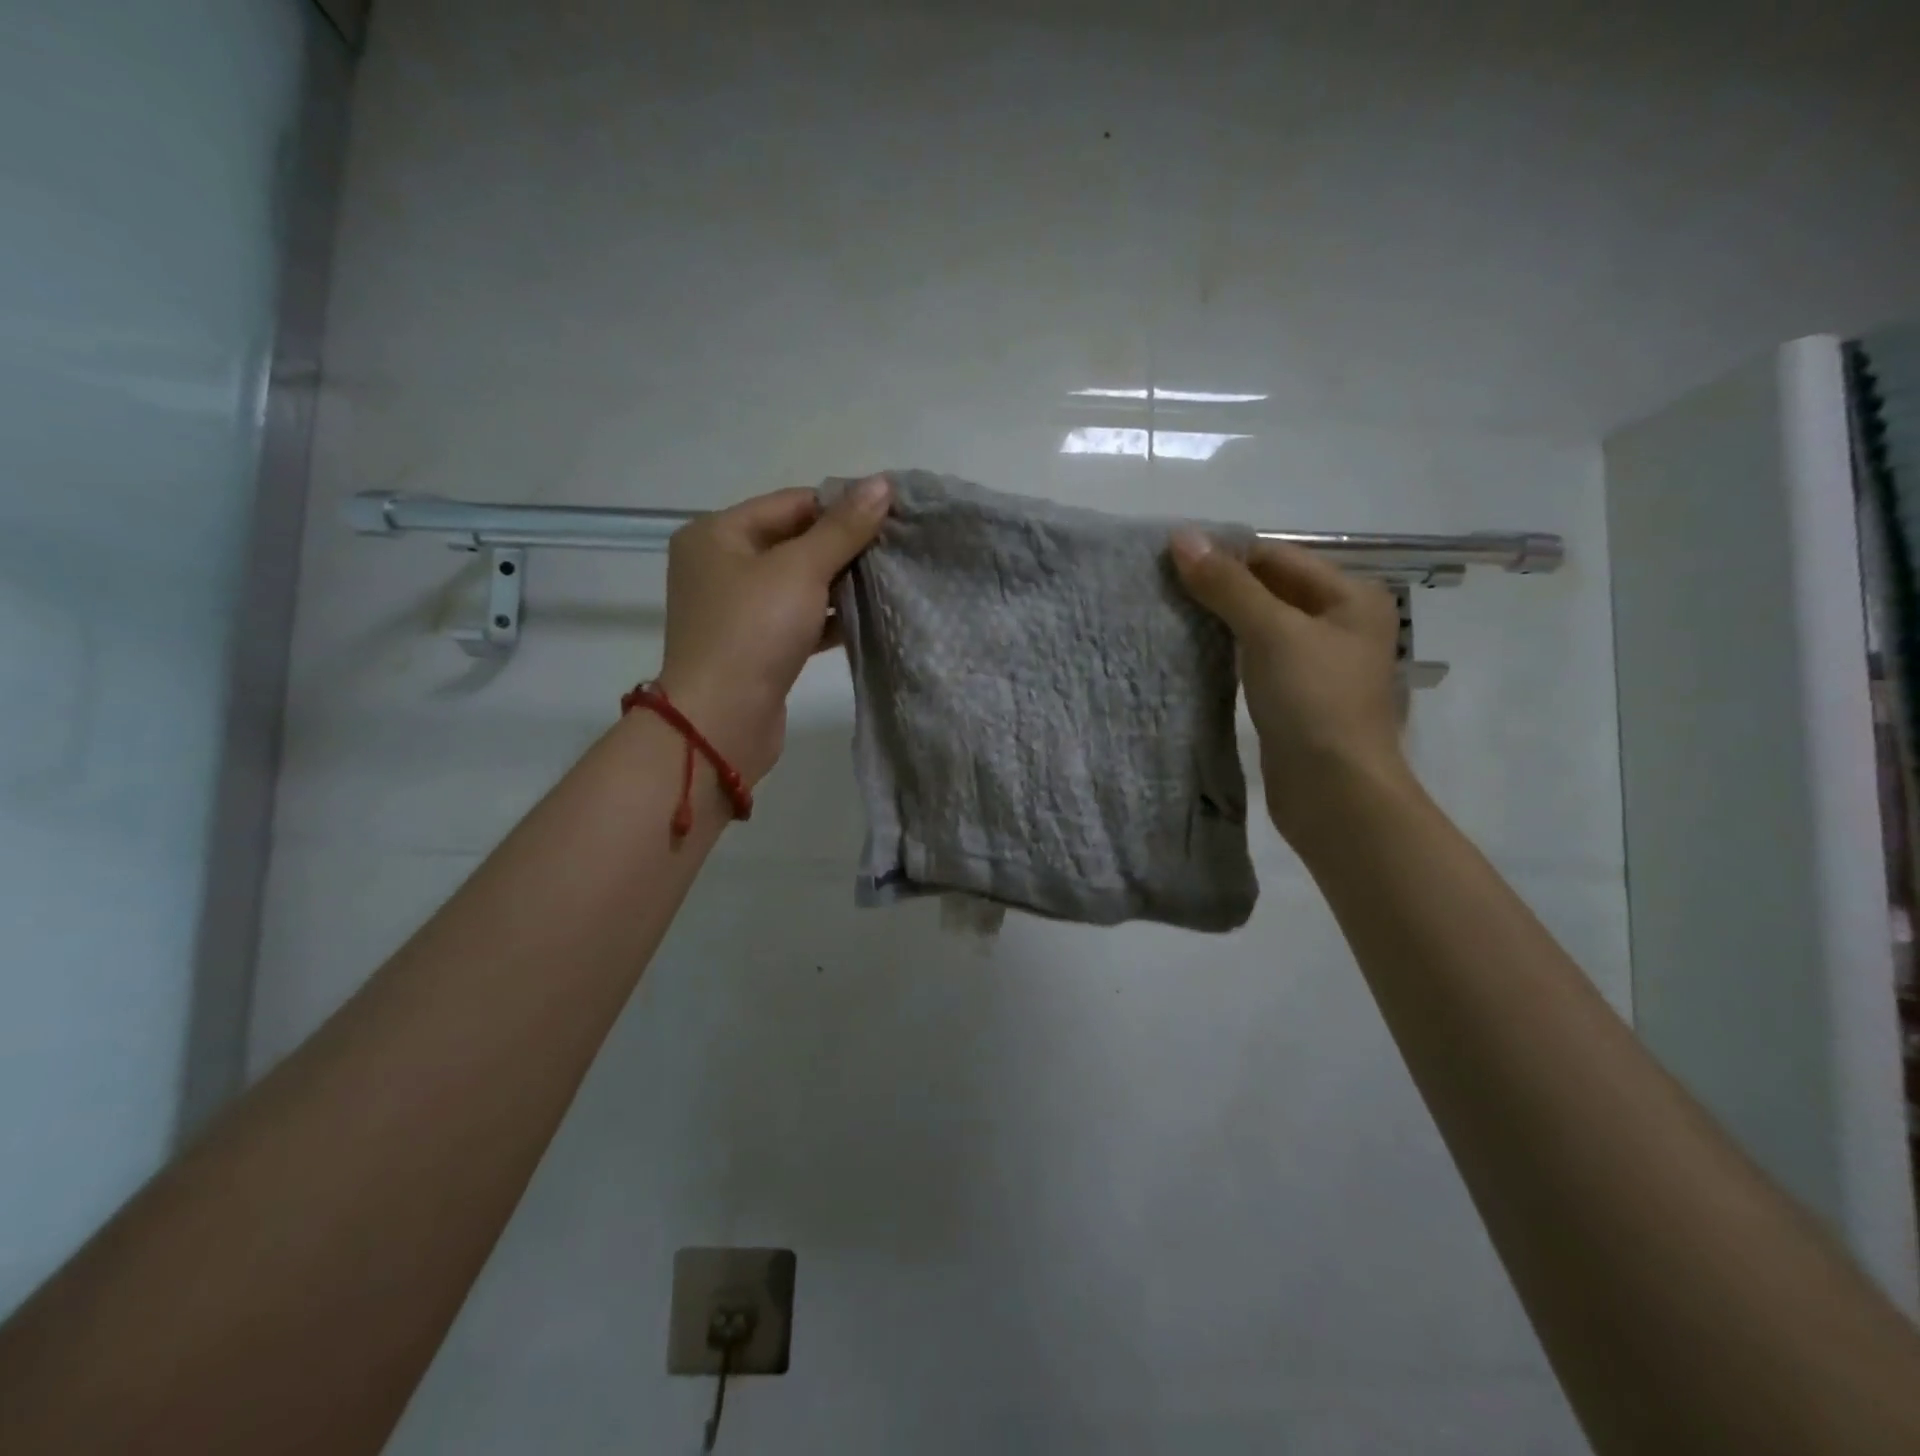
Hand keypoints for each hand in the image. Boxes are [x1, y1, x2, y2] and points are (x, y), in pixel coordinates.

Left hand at [656, 476, 891, 782]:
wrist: (721, 721)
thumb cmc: (753, 631)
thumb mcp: (800, 570)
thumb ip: (842, 529)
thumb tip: (881, 484)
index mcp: (717, 534)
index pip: (790, 503)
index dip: (840, 505)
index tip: (890, 513)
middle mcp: (722, 566)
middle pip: (794, 542)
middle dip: (844, 546)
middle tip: (895, 546)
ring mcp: (738, 610)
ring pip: (799, 584)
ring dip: (841, 583)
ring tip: (890, 578)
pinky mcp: (757, 646)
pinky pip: (799, 619)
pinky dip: (829, 617)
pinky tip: (869, 615)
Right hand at [1170, 530, 1411, 845]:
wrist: (1335, 792)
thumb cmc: (1313, 701)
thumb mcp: (1270, 632)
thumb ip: (1227, 585)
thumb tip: (1181, 537)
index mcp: (1350, 596)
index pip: (1276, 556)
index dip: (1225, 556)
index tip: (1169, 563)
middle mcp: (1341, 622)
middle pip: (1270, 589)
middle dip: (1220, 588)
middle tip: (1162, 589)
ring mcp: (1320, 662)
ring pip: (1261, 626)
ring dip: (1221, 621)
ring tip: (1169, 617)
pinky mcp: (1297, 697)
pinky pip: (1258, 659)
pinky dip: (1229, 653)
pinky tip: (1193, 654)